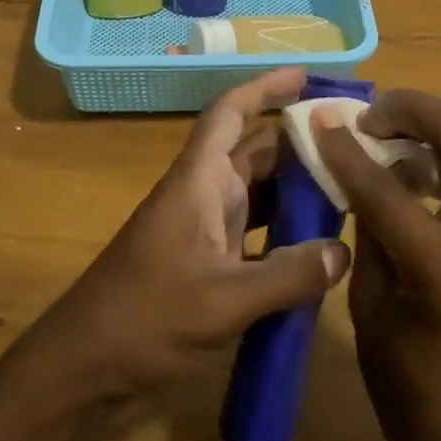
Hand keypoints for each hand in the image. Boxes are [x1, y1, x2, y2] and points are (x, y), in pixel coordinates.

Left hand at [24, 67, 351, 408]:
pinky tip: (321, 245)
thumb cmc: (145, 318)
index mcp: (199, 181)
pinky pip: (257, 228)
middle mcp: (204, 192)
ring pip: (260, 190)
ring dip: (298, 187)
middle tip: (356, 143)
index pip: (231, 112)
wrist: (84, 365)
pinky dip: (287, 228)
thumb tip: (344, 252)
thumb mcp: (224, 300)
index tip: (308, 75)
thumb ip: (288, 276)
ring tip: (352, 187)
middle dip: (301, 142)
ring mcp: (205, 227)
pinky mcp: (208, 259)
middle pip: (257, 150)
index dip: (265, 87)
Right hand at [315, 91, 440, 440]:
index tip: (321, 120)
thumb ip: (370, 228)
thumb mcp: (370, 309)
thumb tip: (361, 168)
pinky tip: (425, 163)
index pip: (390, 188)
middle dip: (417, 110)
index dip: (348, 149)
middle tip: (372, 115)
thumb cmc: (413, 394)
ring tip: (396, 129)